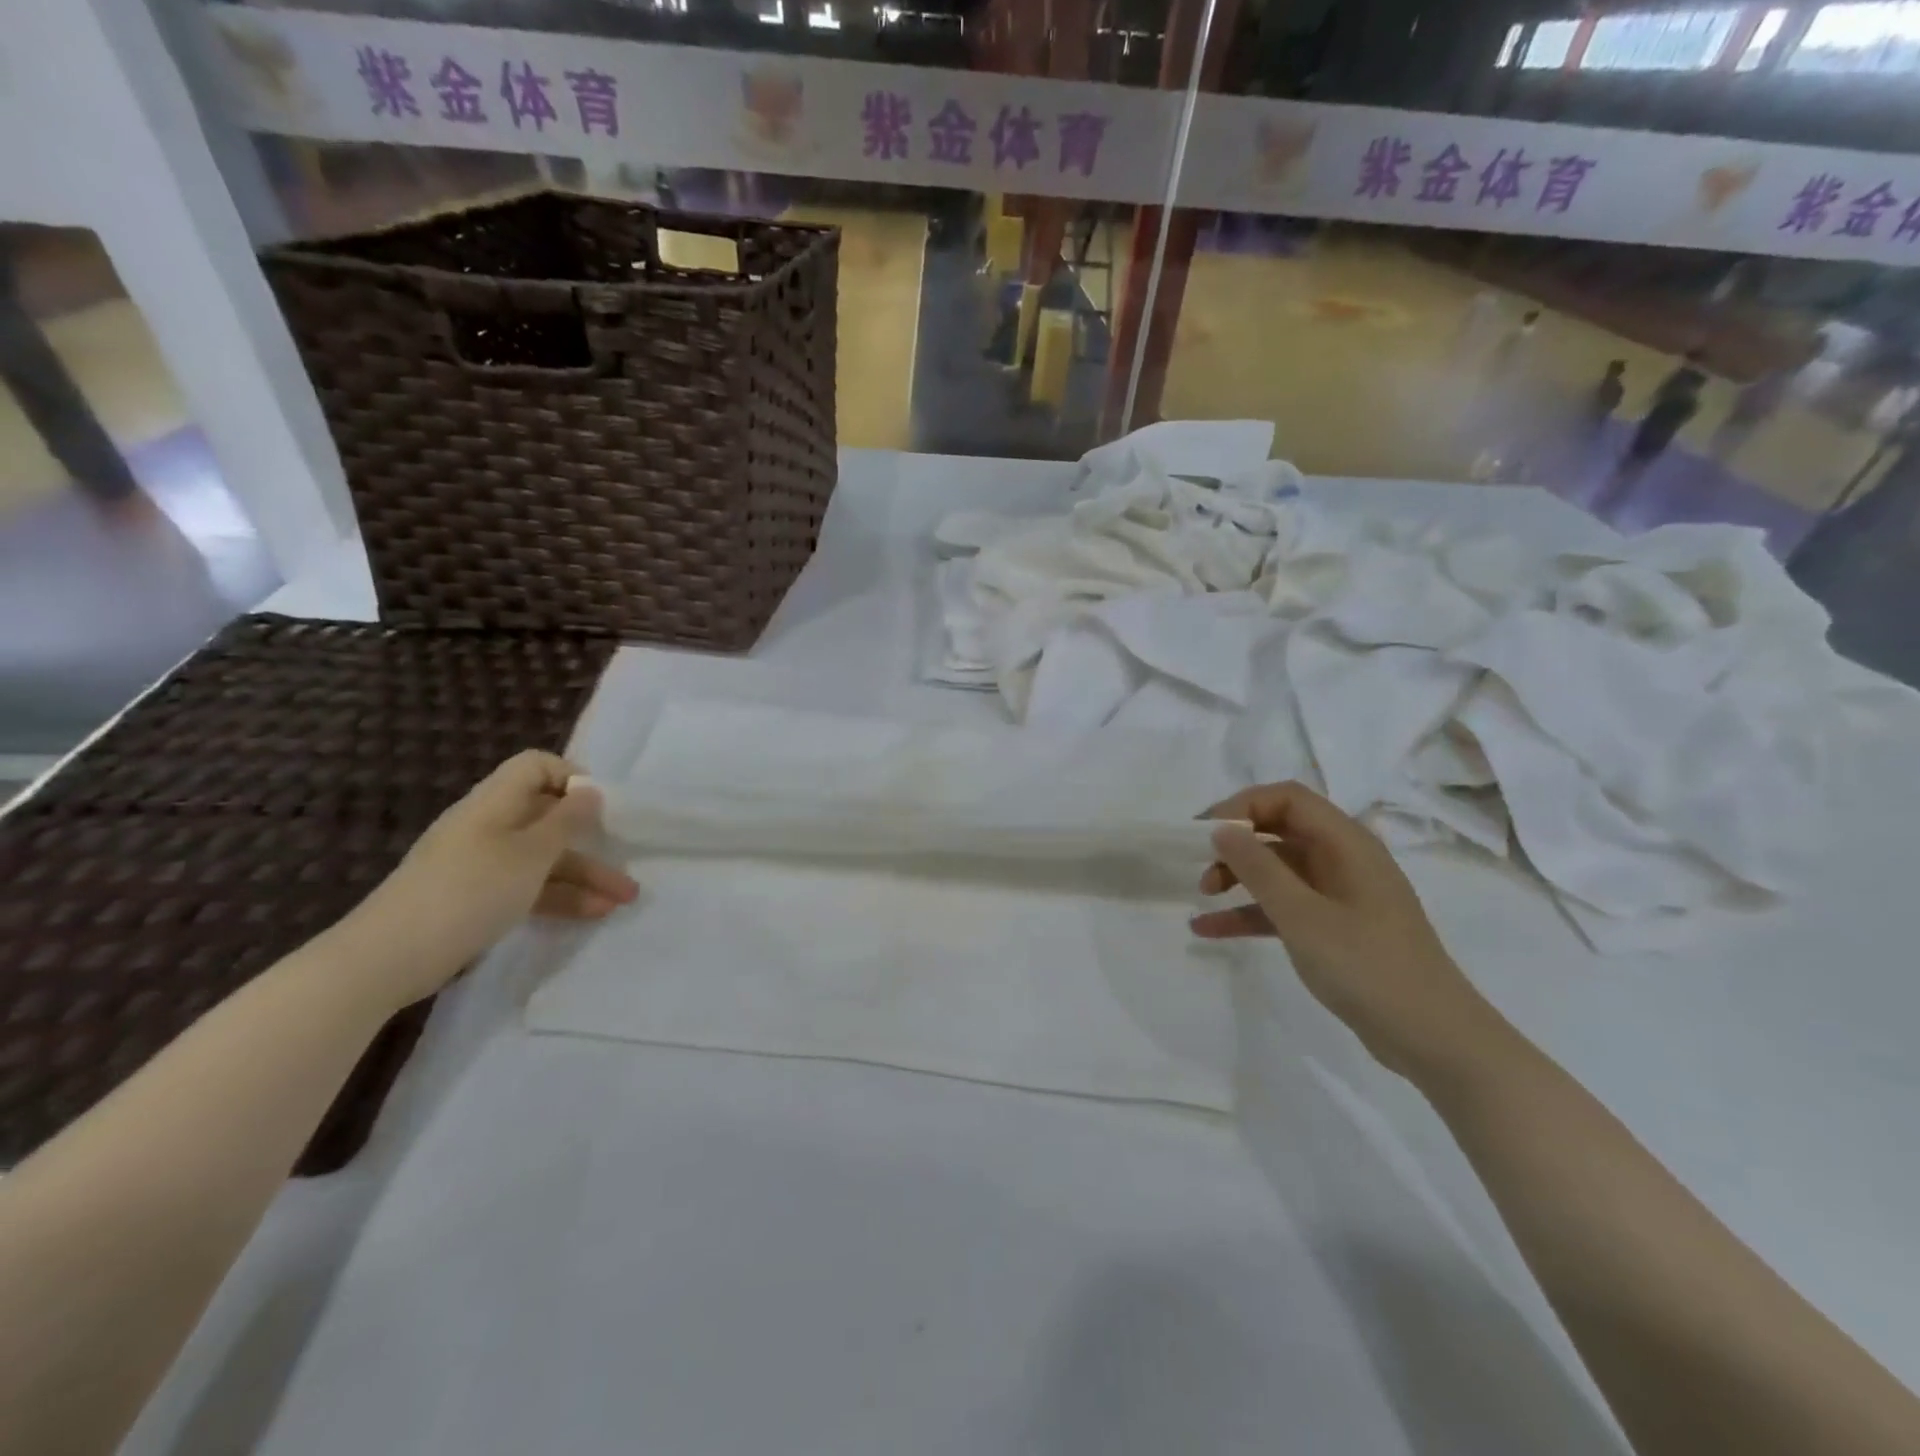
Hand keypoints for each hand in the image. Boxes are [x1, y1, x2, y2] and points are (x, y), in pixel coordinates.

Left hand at [342, 751, 638, 1010]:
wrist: (388, 958)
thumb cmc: (469, 892)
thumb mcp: (530, 854)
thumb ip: (566, 821)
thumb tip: (589, 790)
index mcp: (495, 803)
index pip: (536, 767)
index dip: (572, 776)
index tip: (602, 805)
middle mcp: (489, 826)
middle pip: (548, 817)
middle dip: (592, 838)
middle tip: (627, 856)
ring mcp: (482, 864)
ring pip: (544, 858)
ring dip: (586, 875)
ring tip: (623, 900)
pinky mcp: (477, 899)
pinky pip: (529, 887)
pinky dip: (561, 897)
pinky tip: (593, 914)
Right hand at [1192, 781, 1493, 1080]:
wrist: (1432, 1039)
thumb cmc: (1367, 966)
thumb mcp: (1302, 915)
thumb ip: (1258, 868)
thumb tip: (1221, 829)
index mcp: (1346, 843)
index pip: (1288, 798)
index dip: (1243, 806)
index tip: (1206, 832)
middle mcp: (1343, 859)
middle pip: (1279, 830)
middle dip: (1236, 842)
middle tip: (1200, 864)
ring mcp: (1339, 895)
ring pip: (1278, 869)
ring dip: (1238, 877)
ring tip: (1203, 896)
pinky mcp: (1333, 928)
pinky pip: (1283, 906)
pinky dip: (1249, 913)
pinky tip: (1208, 929)